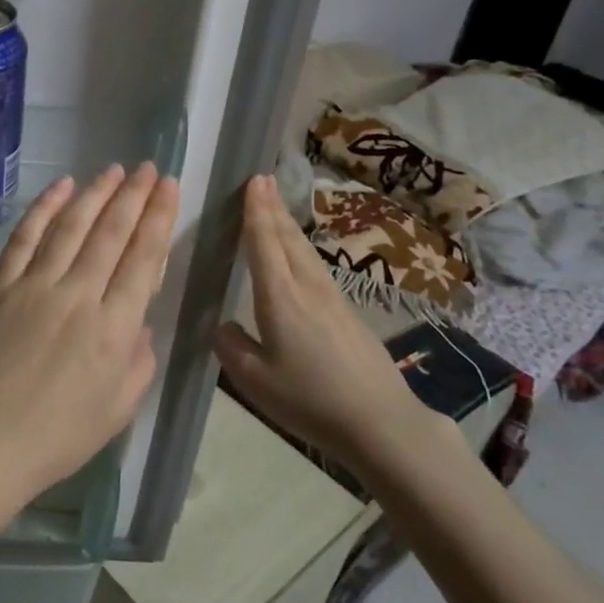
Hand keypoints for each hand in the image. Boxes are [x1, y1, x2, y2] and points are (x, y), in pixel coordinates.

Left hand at [0, 163, 177, 575]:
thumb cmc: (60, 435)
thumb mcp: (121, 406)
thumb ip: (139, 355)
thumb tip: (136, 316)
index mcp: (115, 329)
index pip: (144, 258)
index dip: (158, 217)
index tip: (167, 186)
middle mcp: (79, 296)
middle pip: (111, 233)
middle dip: (133, 196)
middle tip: (146, 168)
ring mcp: (35, 286)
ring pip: (71, 226)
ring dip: (95, 194)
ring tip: (113, 170)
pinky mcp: (0, 286)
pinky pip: (25, 237)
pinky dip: (44, 208)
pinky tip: (62, 186)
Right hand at [212, 173, 425, 469]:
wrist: (381, 422)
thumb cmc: (310, 399)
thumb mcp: (255, 380)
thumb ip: (231, 348)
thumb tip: (222, 326)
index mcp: (280, 299)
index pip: (264, 244)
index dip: (256, 212)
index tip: (253, 181)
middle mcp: (307, 289)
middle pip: (287, 239)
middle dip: (272, 208)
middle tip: (261, 180)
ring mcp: (332, 299)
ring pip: (305, 251)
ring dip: (288, 225)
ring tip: (276, 206)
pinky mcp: (347, 314)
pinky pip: (316, 267)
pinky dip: (301, 248)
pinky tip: (300, 255)